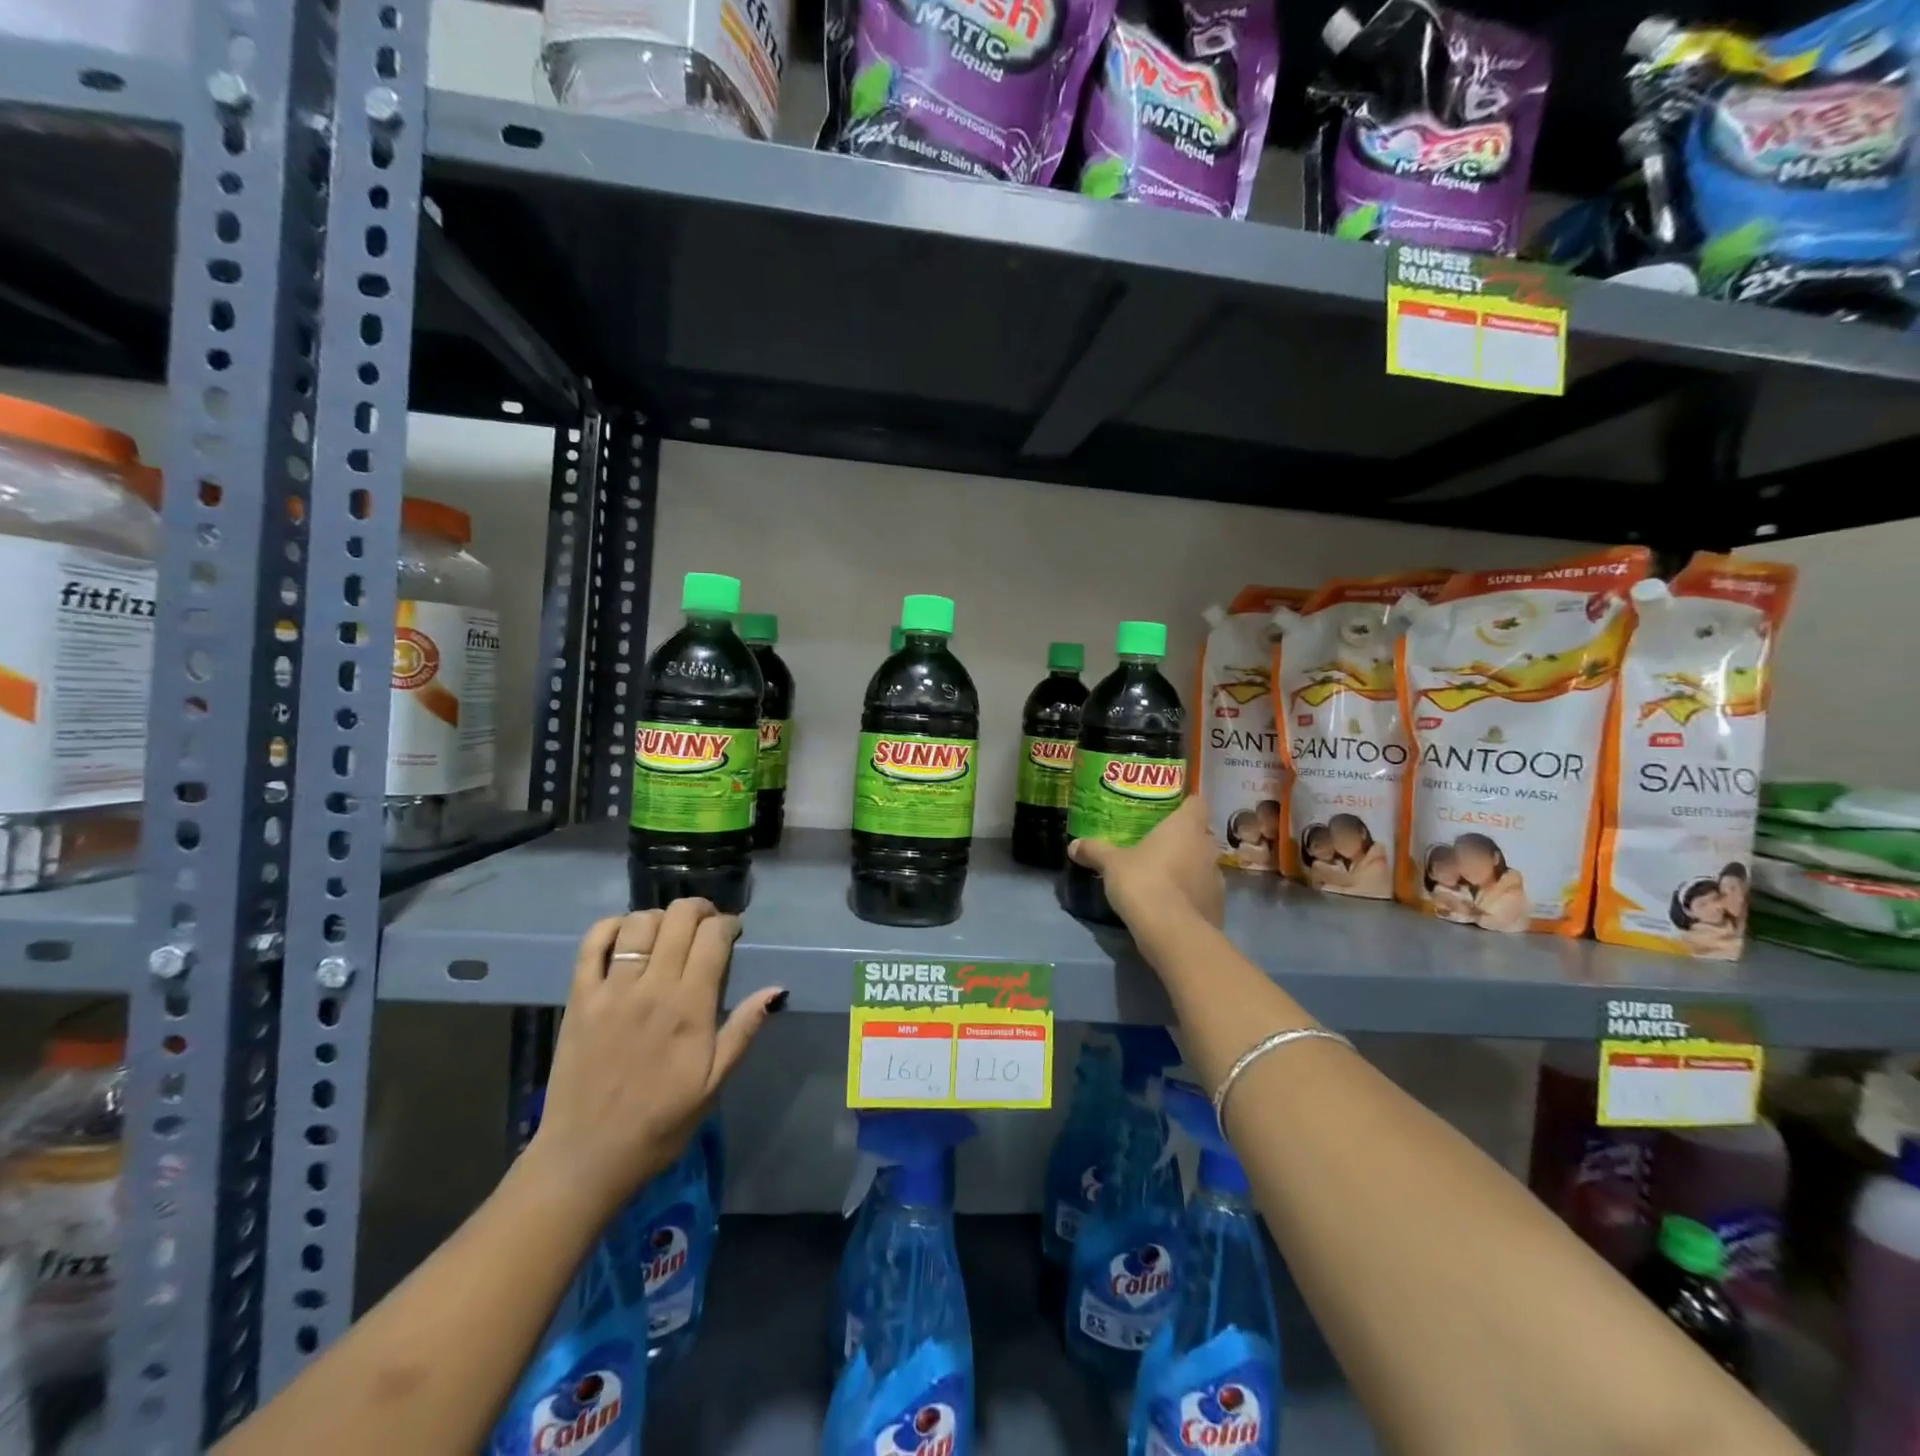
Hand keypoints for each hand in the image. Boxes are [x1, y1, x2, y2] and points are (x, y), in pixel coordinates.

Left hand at [523, 900, 786, 1222]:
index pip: (713, 937)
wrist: (587, 1158)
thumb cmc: (660, 1123)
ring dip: (660, 917)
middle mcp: (651, 988)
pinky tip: (625, 933)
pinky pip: (590, 945)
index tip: (733, 933)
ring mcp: (611, 990)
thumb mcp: (714, 1083)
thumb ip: (743, 1030)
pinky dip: (610, 927)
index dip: (728, 924)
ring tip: (668, 933)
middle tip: (707, 925)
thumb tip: (777, 989)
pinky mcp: (578, 999)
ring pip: (639, 923)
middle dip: (700, 910)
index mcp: (690, 1007)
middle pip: (678, 919)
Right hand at [1068, 796, 1223, 934]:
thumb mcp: (1111, 864)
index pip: (1196, 802)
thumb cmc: (1143, 882)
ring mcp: (1217, 878)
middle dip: (1183, 839)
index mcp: (1186, 827)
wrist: (1171, 932)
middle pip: (1200, 835)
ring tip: (1164, 878)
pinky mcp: (1218, 906)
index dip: (1185, 804)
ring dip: (1189, 868)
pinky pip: (1204, 893)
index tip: (1169, 811)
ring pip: (1203, 865)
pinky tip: (1172, 905)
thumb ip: (1094, 850)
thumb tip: (1073, 845)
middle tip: (1157, 845)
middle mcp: (1208, 847)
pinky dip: (1191, 896)